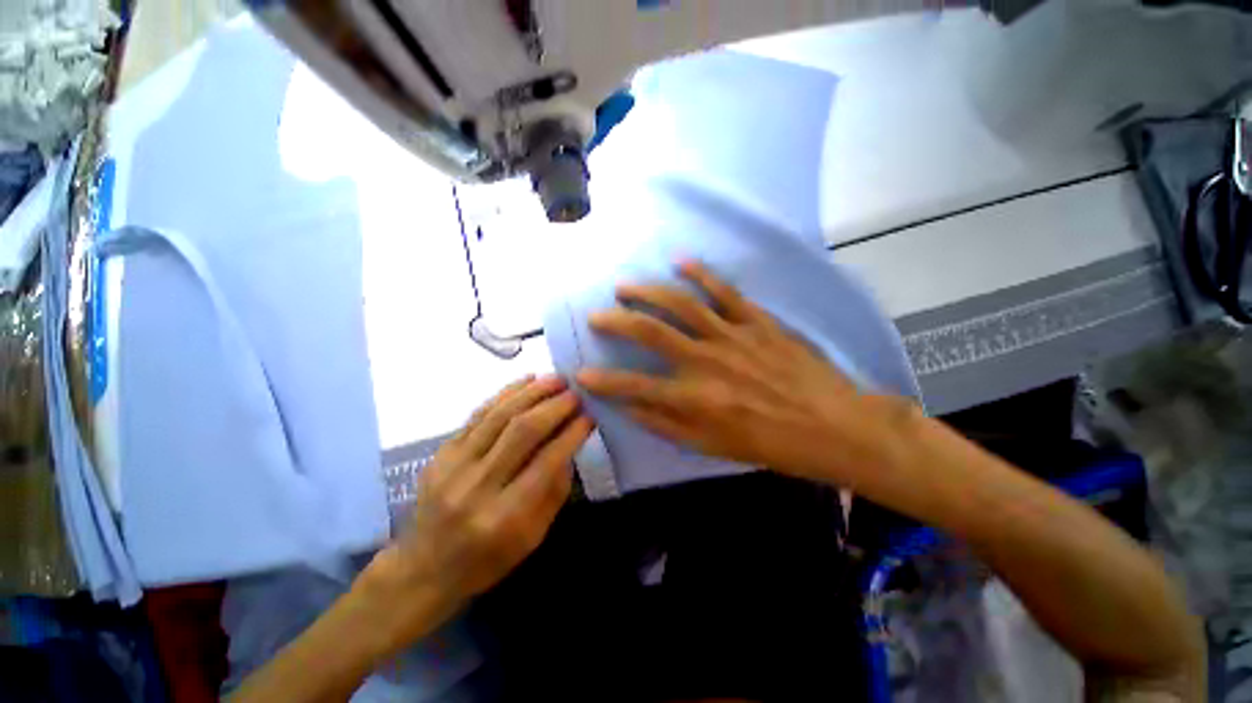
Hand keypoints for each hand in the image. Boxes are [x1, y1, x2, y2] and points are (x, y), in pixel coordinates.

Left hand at [361, 375, 592, 646]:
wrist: (424, 567)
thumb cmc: (487, 559)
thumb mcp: (533, 536)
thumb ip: (555, 489)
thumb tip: (569, 444)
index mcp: (505, 516)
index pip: (547, 462)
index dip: (572, 434)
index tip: (589, 416)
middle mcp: (478, 486)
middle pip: (522, 432)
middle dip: (554, 407)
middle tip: (575, 393)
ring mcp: (454, 466)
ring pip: (499, 416)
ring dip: (532, 392)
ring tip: (556, 378)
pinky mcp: (442, 452)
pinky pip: (478, 414)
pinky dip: (506, 393)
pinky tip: (526, 381)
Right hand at [576, 261, 916, 486]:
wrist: (833, 426)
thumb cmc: (770, 443)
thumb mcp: (713, 448)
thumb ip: (667, 426)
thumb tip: (630, 408)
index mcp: (696, 399)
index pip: (635, 389)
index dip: (604, 383)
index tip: (580, 374)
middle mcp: (707, 362)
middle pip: (651, 334)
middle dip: (617, 322)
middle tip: (596, 315)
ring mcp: (732, 337)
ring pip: (681, 305)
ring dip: (648, 292)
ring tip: (625, 285)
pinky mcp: (757, 322)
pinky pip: (724, 292)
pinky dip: (701, 274)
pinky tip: (680, 261)